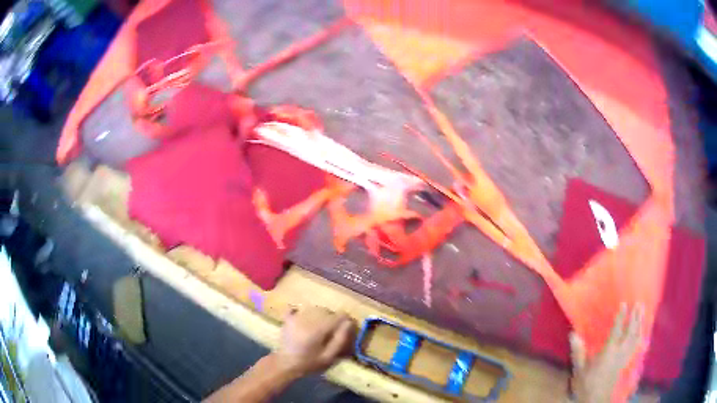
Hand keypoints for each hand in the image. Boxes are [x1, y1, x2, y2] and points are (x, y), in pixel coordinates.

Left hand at [271, 306, 355, 377]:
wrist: (285, 365)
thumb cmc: (309, 363)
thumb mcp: (328, 357)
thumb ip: (340, 339)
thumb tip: (349, 323)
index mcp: (319, 329)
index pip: (338, 316)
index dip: (345, 320)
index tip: (347, 327)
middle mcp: (307, 319)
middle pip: (326, 310)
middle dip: (333, 318)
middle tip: (333, 330)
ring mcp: (296, 317)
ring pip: (313, 308)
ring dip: (320, 315)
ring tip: (320, 327)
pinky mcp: (288, 319)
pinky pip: (296, 308)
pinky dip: (302, 311)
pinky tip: (304, 319)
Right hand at [569, 303, 643, 402]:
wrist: (596, 400)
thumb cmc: (587, 384)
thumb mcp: (579, 370)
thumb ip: (578, 352)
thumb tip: (573, 334)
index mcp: (608, 352)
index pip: (617, 331)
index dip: (621, 317)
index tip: (624, 304)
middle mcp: (619, 352)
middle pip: (630, 332)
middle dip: (635, 318)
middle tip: (639, 304)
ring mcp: (624, 358)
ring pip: (635, 338)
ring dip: (639, 324)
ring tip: (642, 312)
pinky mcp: (626, 363)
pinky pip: (636, 347)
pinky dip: (640, 337)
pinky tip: (642, 332)